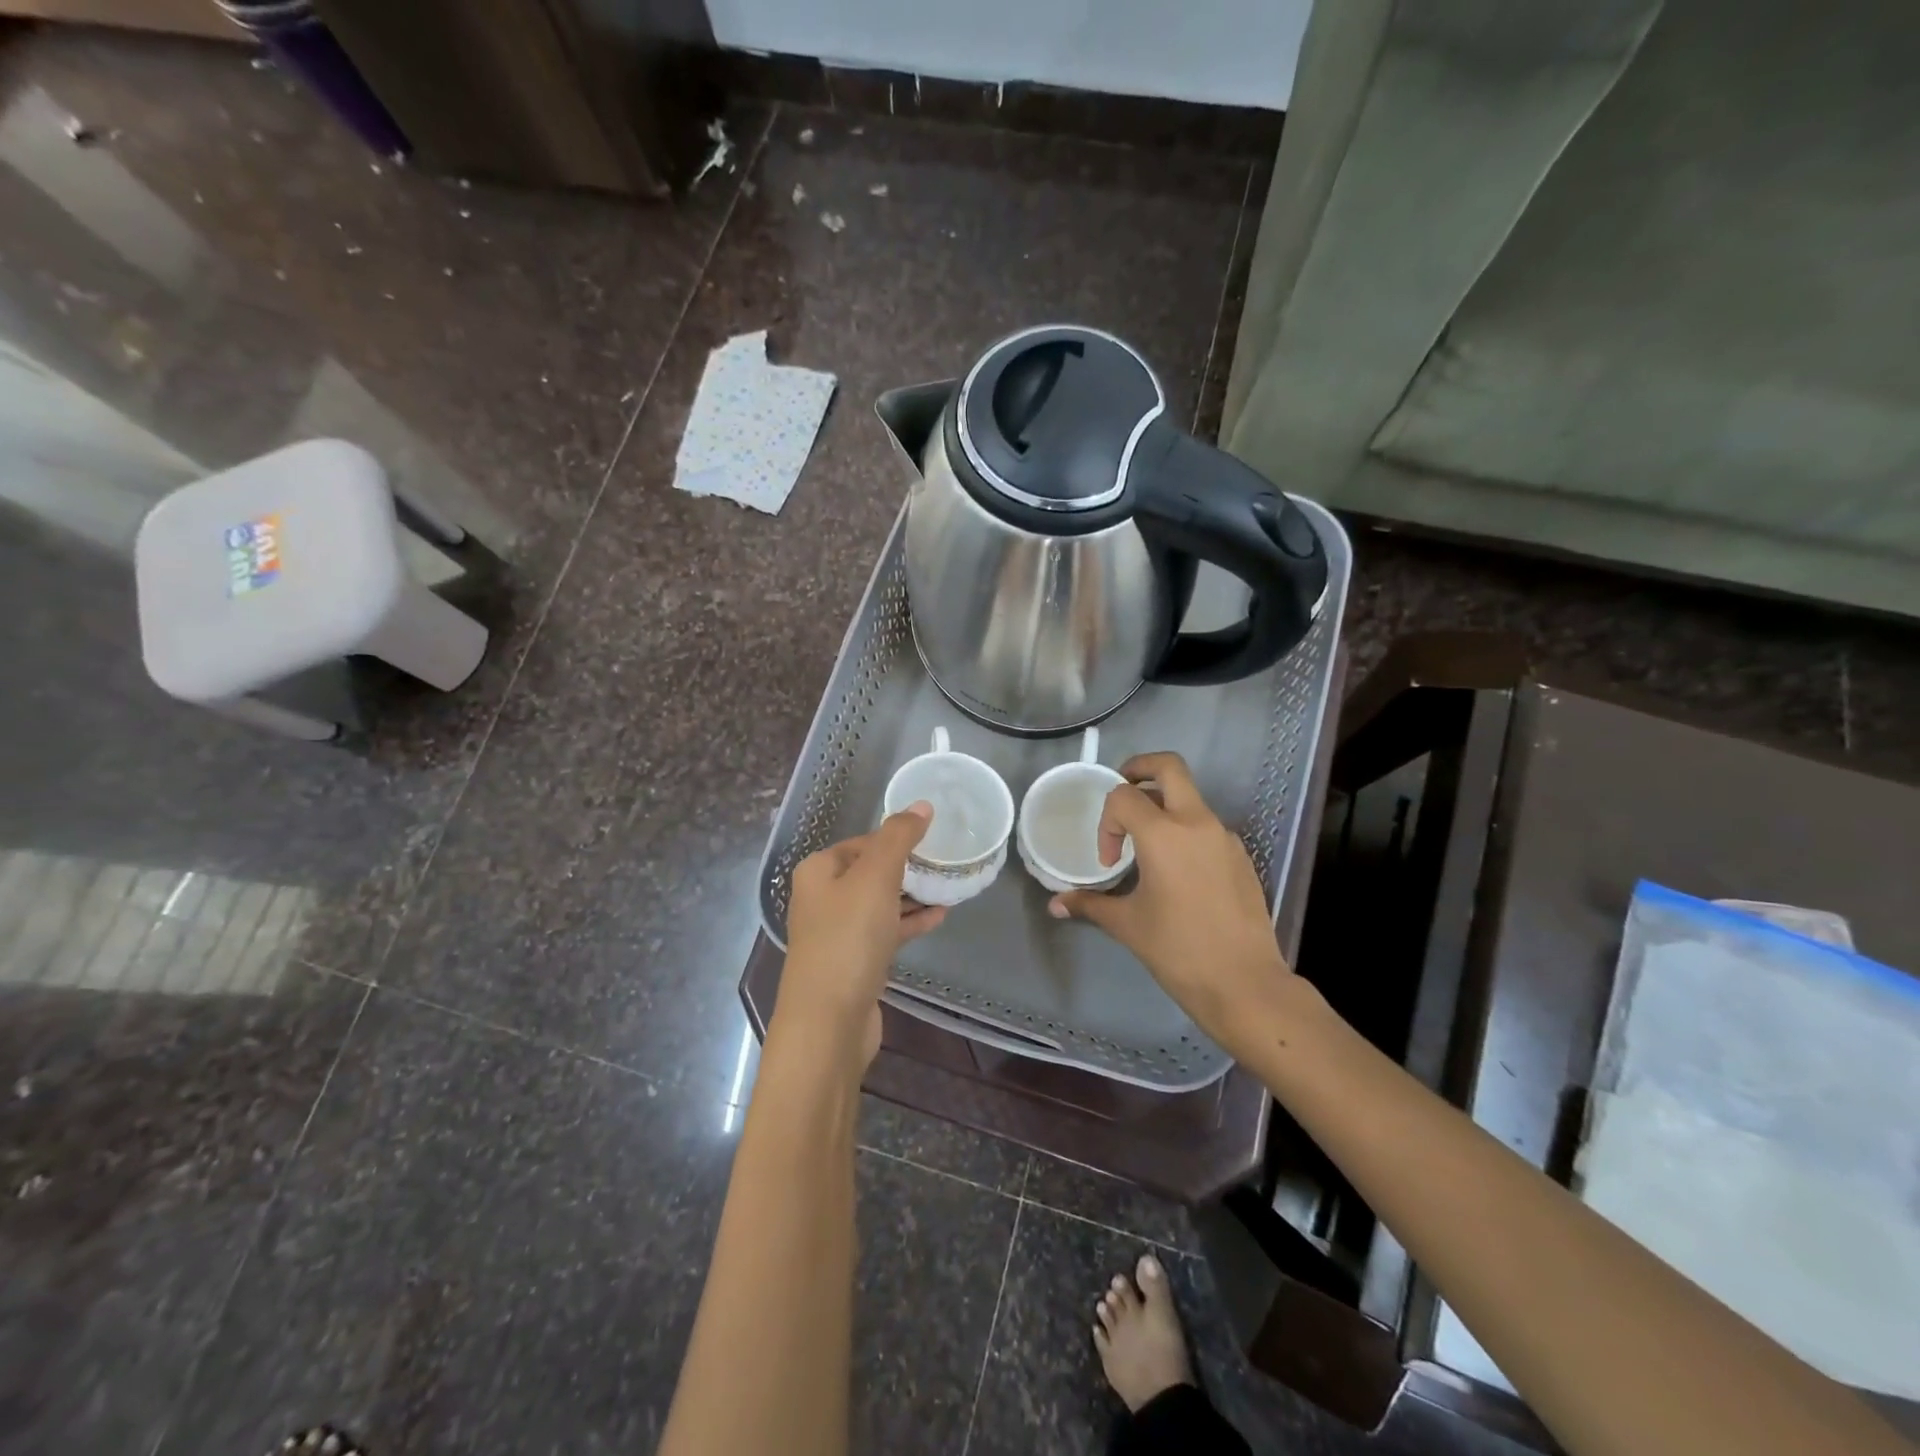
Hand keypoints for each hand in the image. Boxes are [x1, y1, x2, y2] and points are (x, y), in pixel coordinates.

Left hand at [777, 802, 946, 1067]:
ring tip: (949, 886)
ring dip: (912, 895)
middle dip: (907, 867)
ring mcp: (837, 933)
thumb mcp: (876, 877)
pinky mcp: (854, 962)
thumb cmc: (848, 939)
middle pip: (871, 871)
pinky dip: (909, 922)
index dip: (896, 838)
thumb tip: (921, 805)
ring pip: (880, 903)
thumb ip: (899, 838)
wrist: (829, 1022)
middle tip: (945, 862)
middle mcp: (822, 898)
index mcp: (818, 871)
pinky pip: (885, 932)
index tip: (932, 840)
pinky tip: (939, 917)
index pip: (862, 842)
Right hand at [1048, 753, 1293, 1056]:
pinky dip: (1185, 833)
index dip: (1107, 823)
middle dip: (1140, 769)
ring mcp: (1224, 837)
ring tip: (1148, 849)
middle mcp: (1197, 823)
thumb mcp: (1127, 924)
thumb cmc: (1178, 950)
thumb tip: (1055, 905)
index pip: (1124, 796)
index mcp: (1164, 834)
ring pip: (1190, 798)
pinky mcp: (1240, 856)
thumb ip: (1089, 904)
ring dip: (1164, 807)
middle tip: (1123, 793)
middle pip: (1169, 767)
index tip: (1109, 862)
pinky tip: (1179, 875)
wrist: (1244, 983)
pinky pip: (1207, 827)